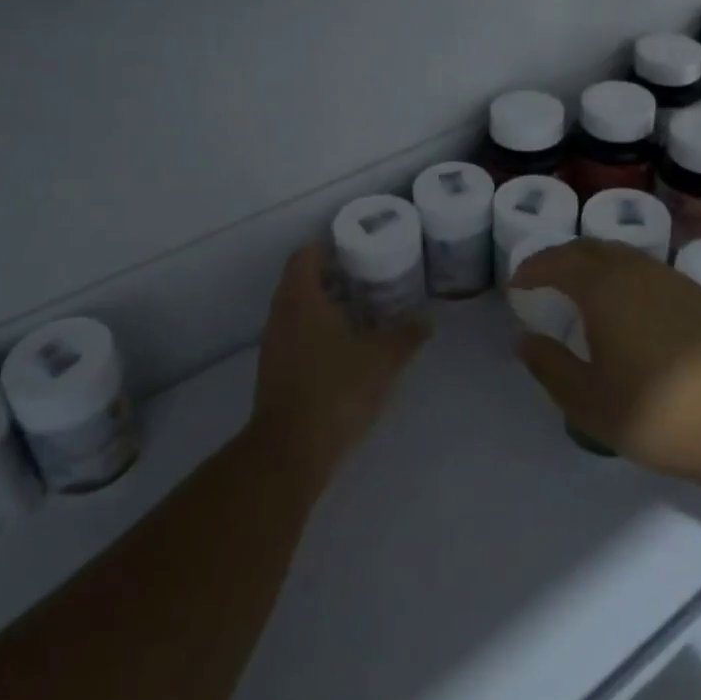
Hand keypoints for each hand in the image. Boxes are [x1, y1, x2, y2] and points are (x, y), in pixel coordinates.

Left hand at [249, 244, 429, 487]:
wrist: (291, 452)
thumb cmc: (335, 390)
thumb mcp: (382, 359)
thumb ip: (406, 334)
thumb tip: (427, 319)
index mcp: (300, 299)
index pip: (305, 256)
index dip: (328, 248)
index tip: (356, 251)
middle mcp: (280, 315)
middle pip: (301, 282)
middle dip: (333, 278)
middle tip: (368, 280)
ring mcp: (273, 346)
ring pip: (298, 312)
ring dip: (326, 308)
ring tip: (363, 314)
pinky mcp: (275, 373)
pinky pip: (296, 338)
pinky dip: (318, 334)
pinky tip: (347, 351)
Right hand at [511, 239, 700, 481]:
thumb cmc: (657, 412)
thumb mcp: (588, 401)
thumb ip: (550, 366)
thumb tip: (526, 340)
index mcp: (603, 287)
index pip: (558, 261)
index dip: (532, 268)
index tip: (517, 284)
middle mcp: (635, 270)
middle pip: (589, 248)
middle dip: (560, 259)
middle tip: (543, 280)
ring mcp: (670, 279)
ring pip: (621, 255)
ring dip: (593, 264)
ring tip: (581, 290)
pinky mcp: (697, 295)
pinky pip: (645, 270)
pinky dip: (622, 275)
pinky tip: (626, 306)